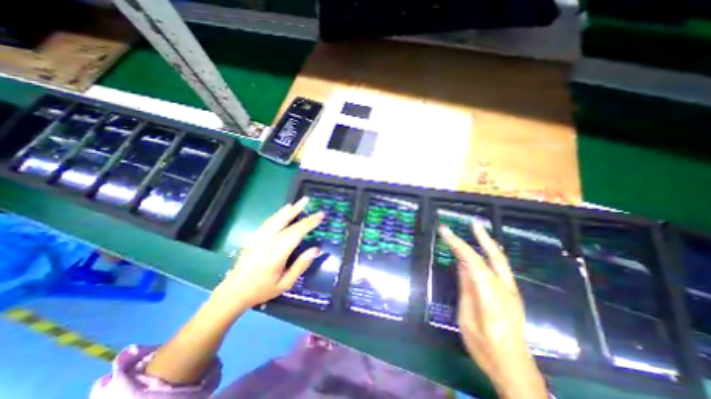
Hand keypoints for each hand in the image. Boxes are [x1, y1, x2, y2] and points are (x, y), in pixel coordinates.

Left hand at [209, 196, 324, 311]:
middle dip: (301, 212)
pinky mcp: (253, 237)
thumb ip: (301, 265)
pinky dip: (278, 213)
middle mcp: (267, 242)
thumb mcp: (285, 283)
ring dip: (290, 209)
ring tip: (301, 201)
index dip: (309, 223)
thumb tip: (316, 249)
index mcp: (276, 255)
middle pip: (287, 223)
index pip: (296, 234)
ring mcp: (258, 238)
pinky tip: (285, 208)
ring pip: (276, 219)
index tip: (320, 215)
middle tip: (311, 202)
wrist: (233, 292)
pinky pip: (268, 222)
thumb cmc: (262, 289)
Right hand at [440, 222, 549, 396]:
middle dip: (483, 237)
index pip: (472, 262)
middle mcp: (505, 290)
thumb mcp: (467, 321)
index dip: (458, 244)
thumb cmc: (486, 349)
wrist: (517, 370)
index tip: (445, 231)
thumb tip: (462, 266)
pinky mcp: (513, 295)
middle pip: (495, 257)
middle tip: (473, 222)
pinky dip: (491, 254)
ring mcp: (512, 292)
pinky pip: (500, 268)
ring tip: (477, 231)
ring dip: (488, 243)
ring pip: (500, 261)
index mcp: (491, 297)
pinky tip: (484, 252)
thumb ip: (467, 291)